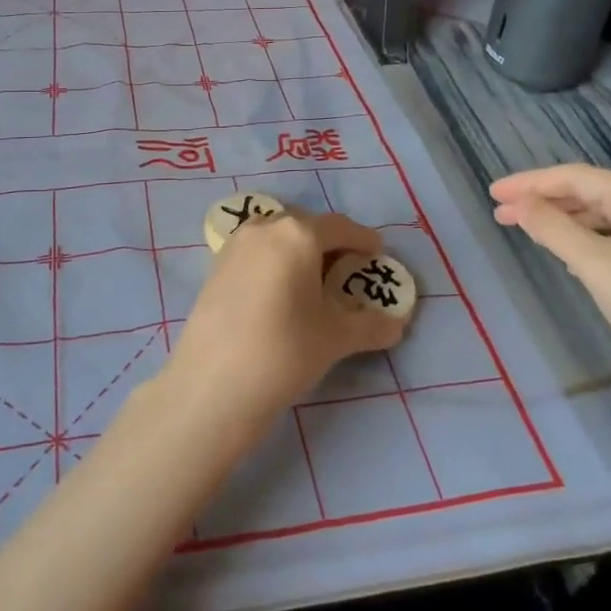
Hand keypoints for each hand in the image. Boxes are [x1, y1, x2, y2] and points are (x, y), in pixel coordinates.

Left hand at [165, 212, 406, 432]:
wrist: (214, 384)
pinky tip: (279, 293)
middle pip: (307, 226)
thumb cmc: (285, 351)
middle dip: (329, 244)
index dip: (362, 240)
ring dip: (298, 251)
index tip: (376, 254)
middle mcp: (266, 228)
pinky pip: (256, 252)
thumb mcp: (336, 338)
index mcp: (299, 234)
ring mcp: (236, 244)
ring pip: (277, 237)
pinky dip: (274, 262)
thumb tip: (397, 324)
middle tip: (346, 270)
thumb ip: (371, 325)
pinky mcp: (216, 266)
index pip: (341, 227)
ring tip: (312, 283)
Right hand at [489, 164, 610, 392]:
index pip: (574, 176)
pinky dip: (583, 239)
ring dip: (562, 220)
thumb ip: (552, 228)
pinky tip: (566, 254)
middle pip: (588, 193)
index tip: (492, 193)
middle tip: (501, 213)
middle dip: (543, 201)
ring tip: (526, 229)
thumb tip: (518, 203)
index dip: (530, 182)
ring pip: (601, 217)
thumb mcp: (594, 264)